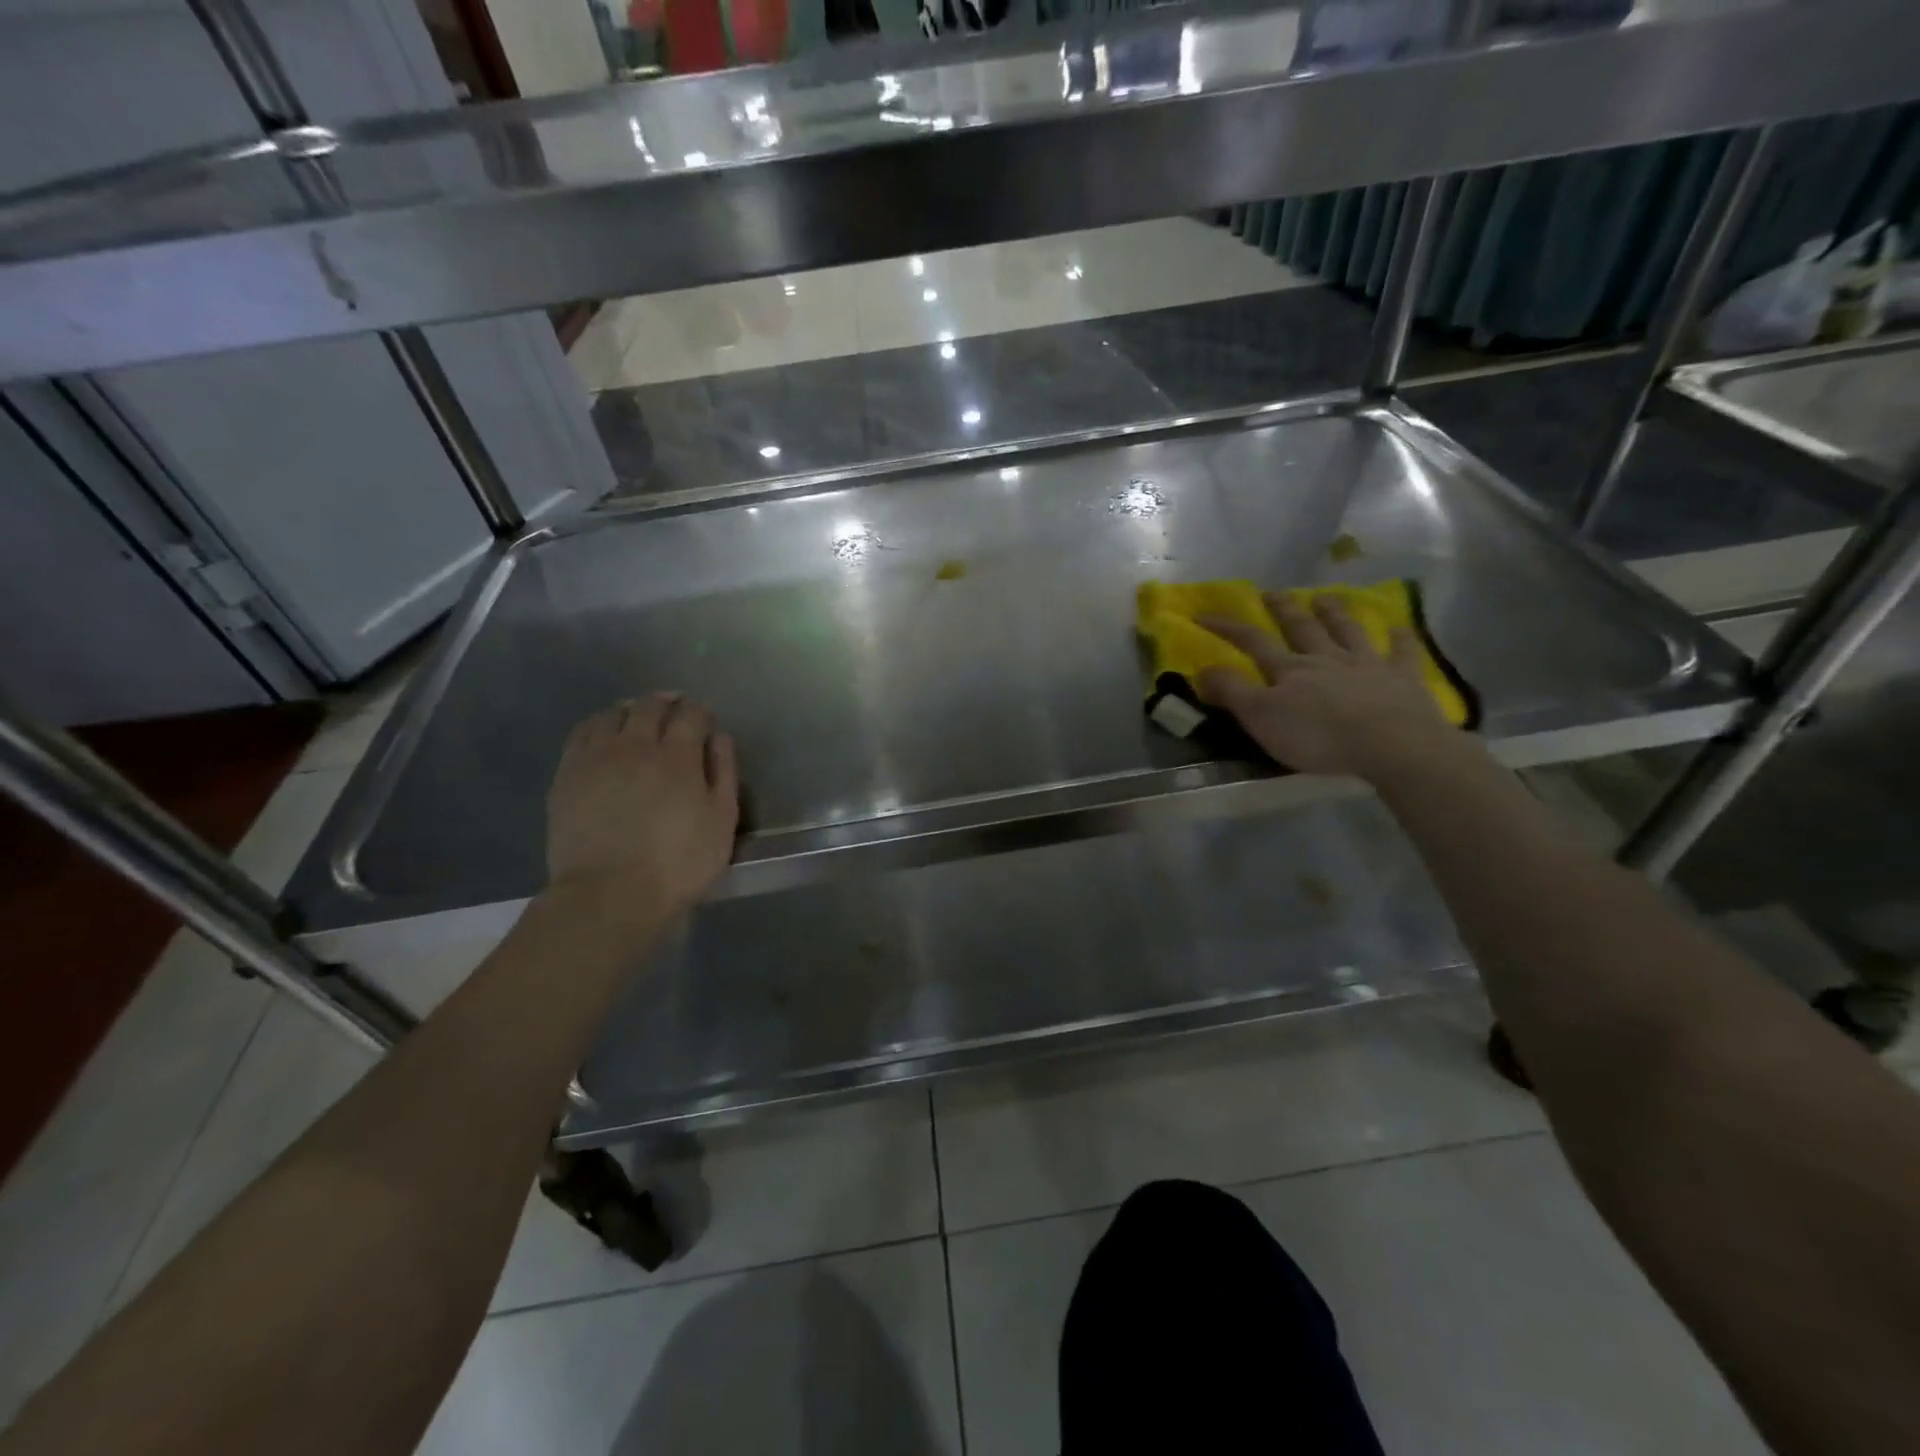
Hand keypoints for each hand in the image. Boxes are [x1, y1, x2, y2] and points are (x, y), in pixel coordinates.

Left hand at [545, 693, 738, 918]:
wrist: (609, 895)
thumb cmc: (678, 864)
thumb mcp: (722, 823)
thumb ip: (724, 774)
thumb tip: (720, 738)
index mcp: (677, 757)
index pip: (691, 715)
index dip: (701, 711)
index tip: (706, 720)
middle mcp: (635, 746)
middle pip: (650, 707)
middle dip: (667, 702)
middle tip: (676, 708)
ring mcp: (596, 758)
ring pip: (612, 715)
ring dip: (631, 709)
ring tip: (638, 716)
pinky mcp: (567, 775)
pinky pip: (582, 734)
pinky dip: (598, 725)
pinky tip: (604, 734)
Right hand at [1195, 593, 1459, 780]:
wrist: (1390, 744)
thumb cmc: (1318, 736)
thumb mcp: (1261, 718)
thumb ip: (1232, 691)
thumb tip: (1202, 667)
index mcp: (1289, 670)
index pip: (1252, 641)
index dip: (1227, 627)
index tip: (1203, 614)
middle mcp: (1326, 659)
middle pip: (1302, 628)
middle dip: (1284, 609)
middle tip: (1273, 592)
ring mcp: (1367, 665)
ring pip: (1347, 631)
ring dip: (1335, 613)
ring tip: (1326, 597)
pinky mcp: (1403, 679)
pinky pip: (1402, 653)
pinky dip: (1400, 639)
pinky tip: (1400, 628)